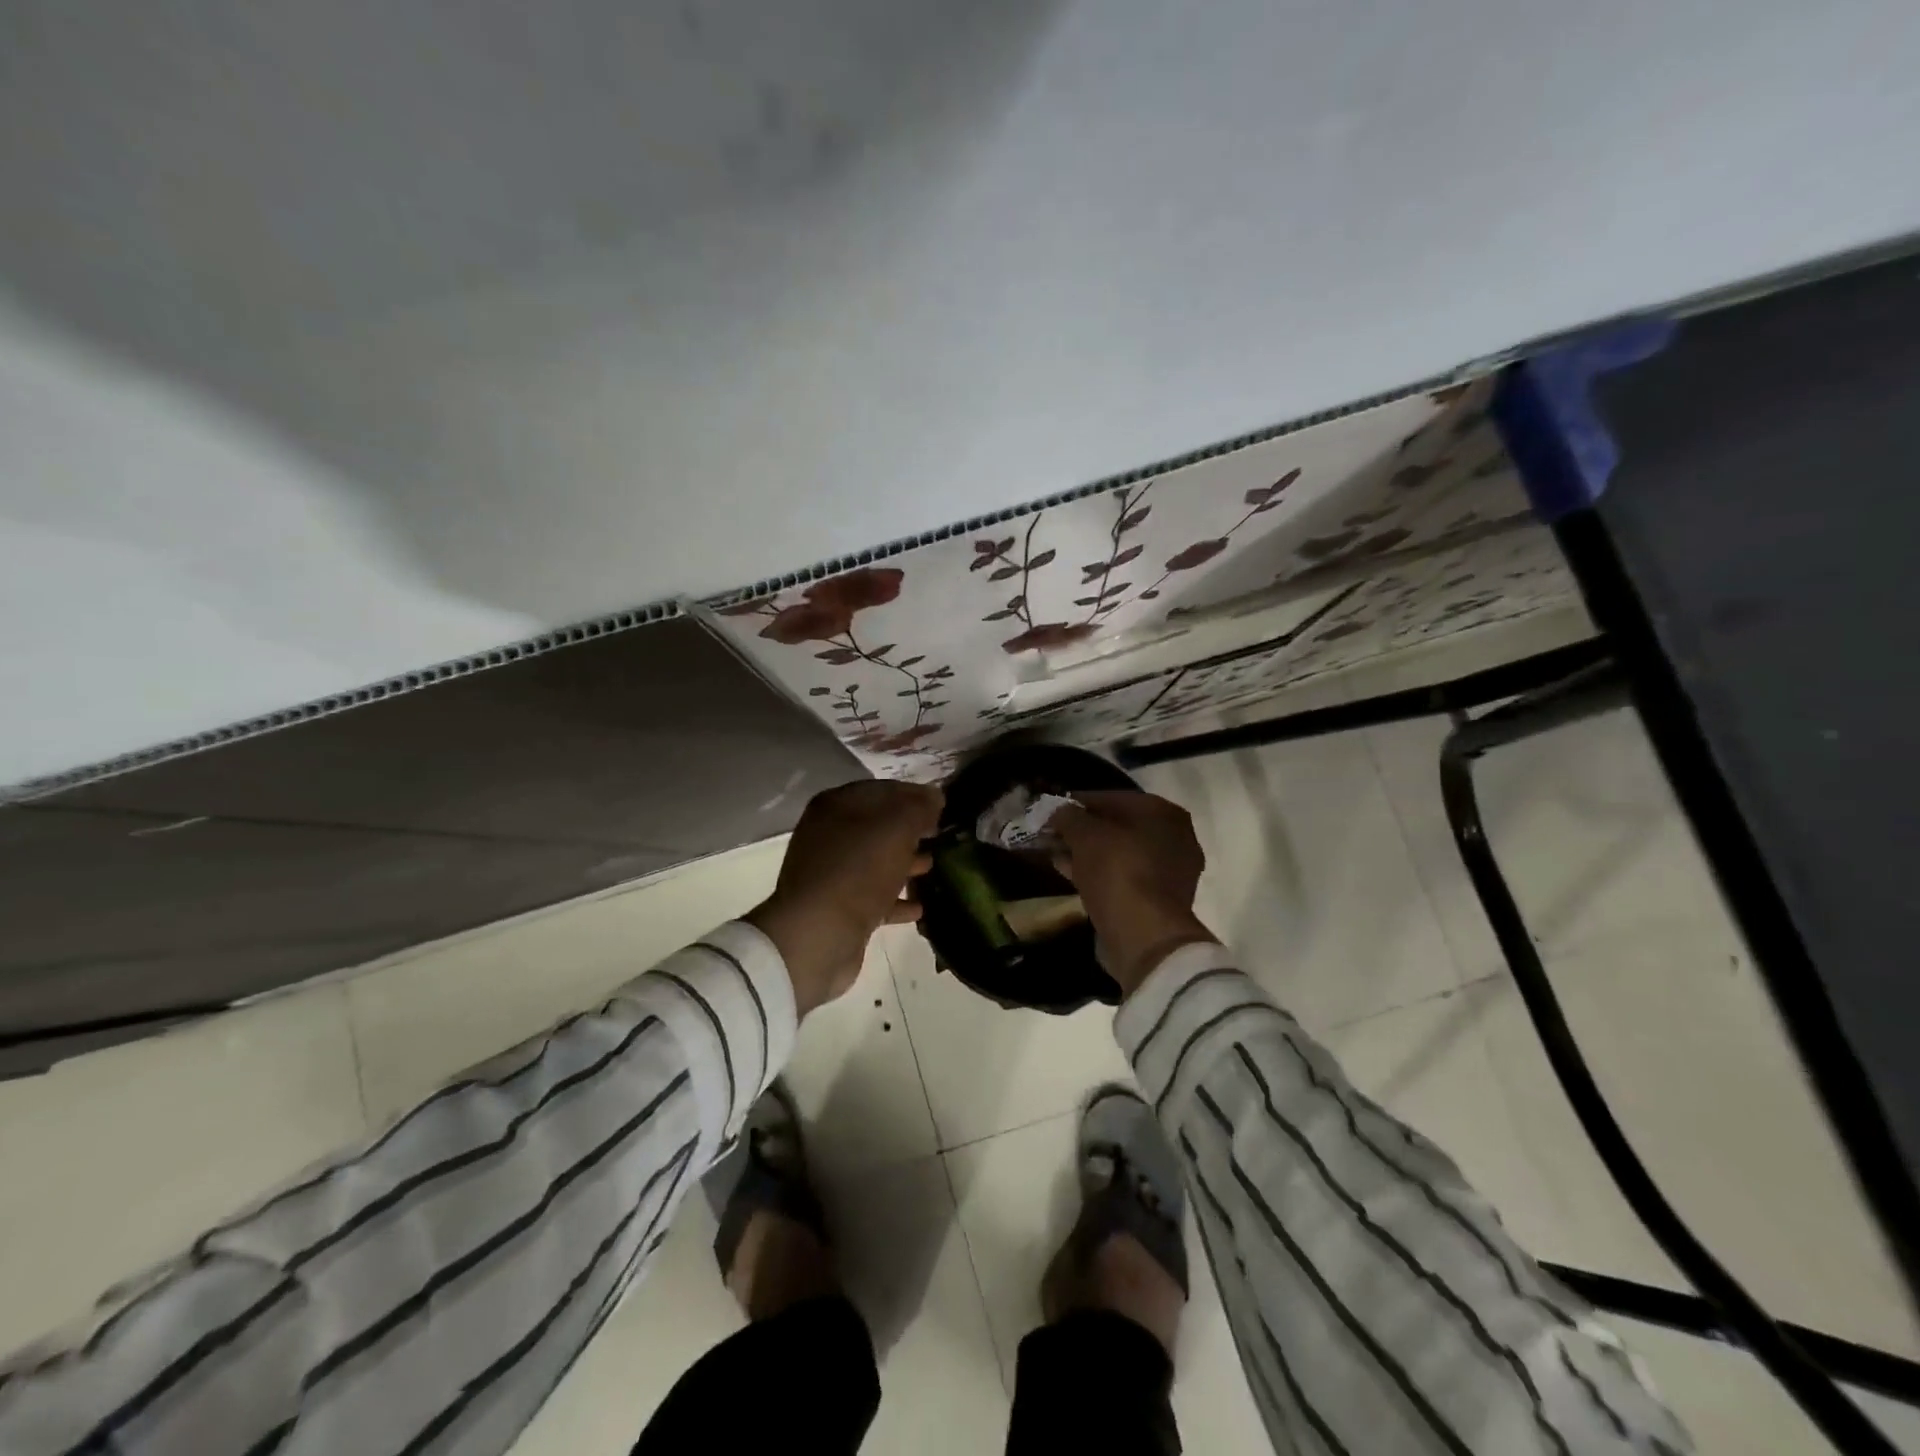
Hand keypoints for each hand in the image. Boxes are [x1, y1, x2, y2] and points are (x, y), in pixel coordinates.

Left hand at [748, 780, 942, 1016]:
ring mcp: (831, 873)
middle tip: (940, 835)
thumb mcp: (896, 829)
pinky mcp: (837, 907)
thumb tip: (934, 797)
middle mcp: (828, 835)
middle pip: (878, 825)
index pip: (883, 790)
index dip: (914, 795)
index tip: (942, 805)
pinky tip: (919, 906)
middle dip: (910, 830)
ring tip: (933, 865)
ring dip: (904, 862)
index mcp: (836, 806)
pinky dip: (895, 898)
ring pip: (876, 861)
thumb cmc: (858, 871)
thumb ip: (919, 808)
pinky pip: (873, 896)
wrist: (818, 936)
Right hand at [1053, 790, 1217, 998]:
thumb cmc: (1118, 872)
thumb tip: (1057, 810)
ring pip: (1119, 852)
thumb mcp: (1085, 835)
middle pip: (1117, 825)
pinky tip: (1070, 874)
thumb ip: (1068, 817)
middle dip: (1082, 830)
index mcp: (1163, 812)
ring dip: (1087, 853)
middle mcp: (1175, 836)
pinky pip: (1123, 876)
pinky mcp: (1160, 898)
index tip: (1051, 811)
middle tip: (1052, 835)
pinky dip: (1098, 873)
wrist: (1145, 936)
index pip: (1111, 797)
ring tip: (1055, 854)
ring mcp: (1171, 870)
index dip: (1077, 803)